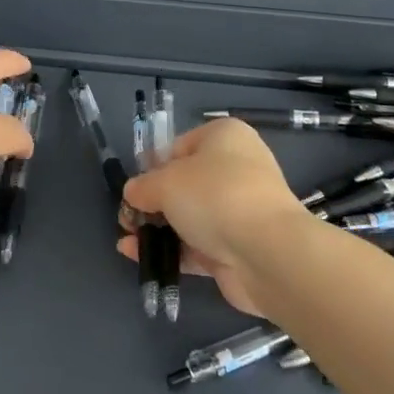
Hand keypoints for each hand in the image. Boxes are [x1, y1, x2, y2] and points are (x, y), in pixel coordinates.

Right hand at [117, 119, 309, 314]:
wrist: (266, 252)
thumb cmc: (215, 195)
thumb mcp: (166, 182)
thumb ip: (143, 186)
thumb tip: (133, 193)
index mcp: (225, 137)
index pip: (180, 146)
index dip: (153, 166)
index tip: (135, 187)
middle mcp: (236, 169)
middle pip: (185, 183)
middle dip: (152, 202)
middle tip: (127, 218)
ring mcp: (239, 211)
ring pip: (190, 216)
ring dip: (158, 228)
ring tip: (127, 240)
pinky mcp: (237, 247)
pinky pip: (196, 245)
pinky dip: (170, 250)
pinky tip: (137, 257)